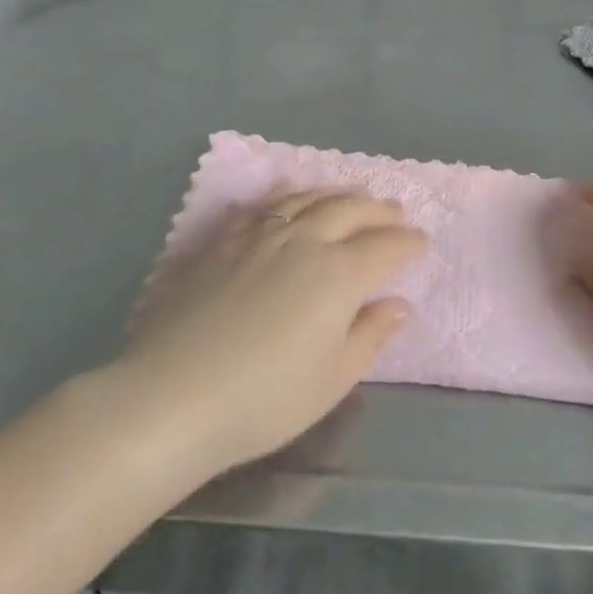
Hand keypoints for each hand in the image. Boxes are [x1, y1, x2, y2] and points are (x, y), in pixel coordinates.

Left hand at [114, 190, 422, 479]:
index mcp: (339, 274)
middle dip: (379, 210)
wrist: (171, 396)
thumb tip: (397, 305)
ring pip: (309, 199)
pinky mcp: (224, 241)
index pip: (386, 248)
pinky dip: (288, 195)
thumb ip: (369, 336)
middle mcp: (304, 241)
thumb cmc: (263, 399)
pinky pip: (265, 206)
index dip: (408, 244)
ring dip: (338, 194)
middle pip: (350, 211)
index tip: (421, 243)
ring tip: (353, 195)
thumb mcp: (332, 380)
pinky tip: (291, 196)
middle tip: (395, 210)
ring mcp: (260, 236)